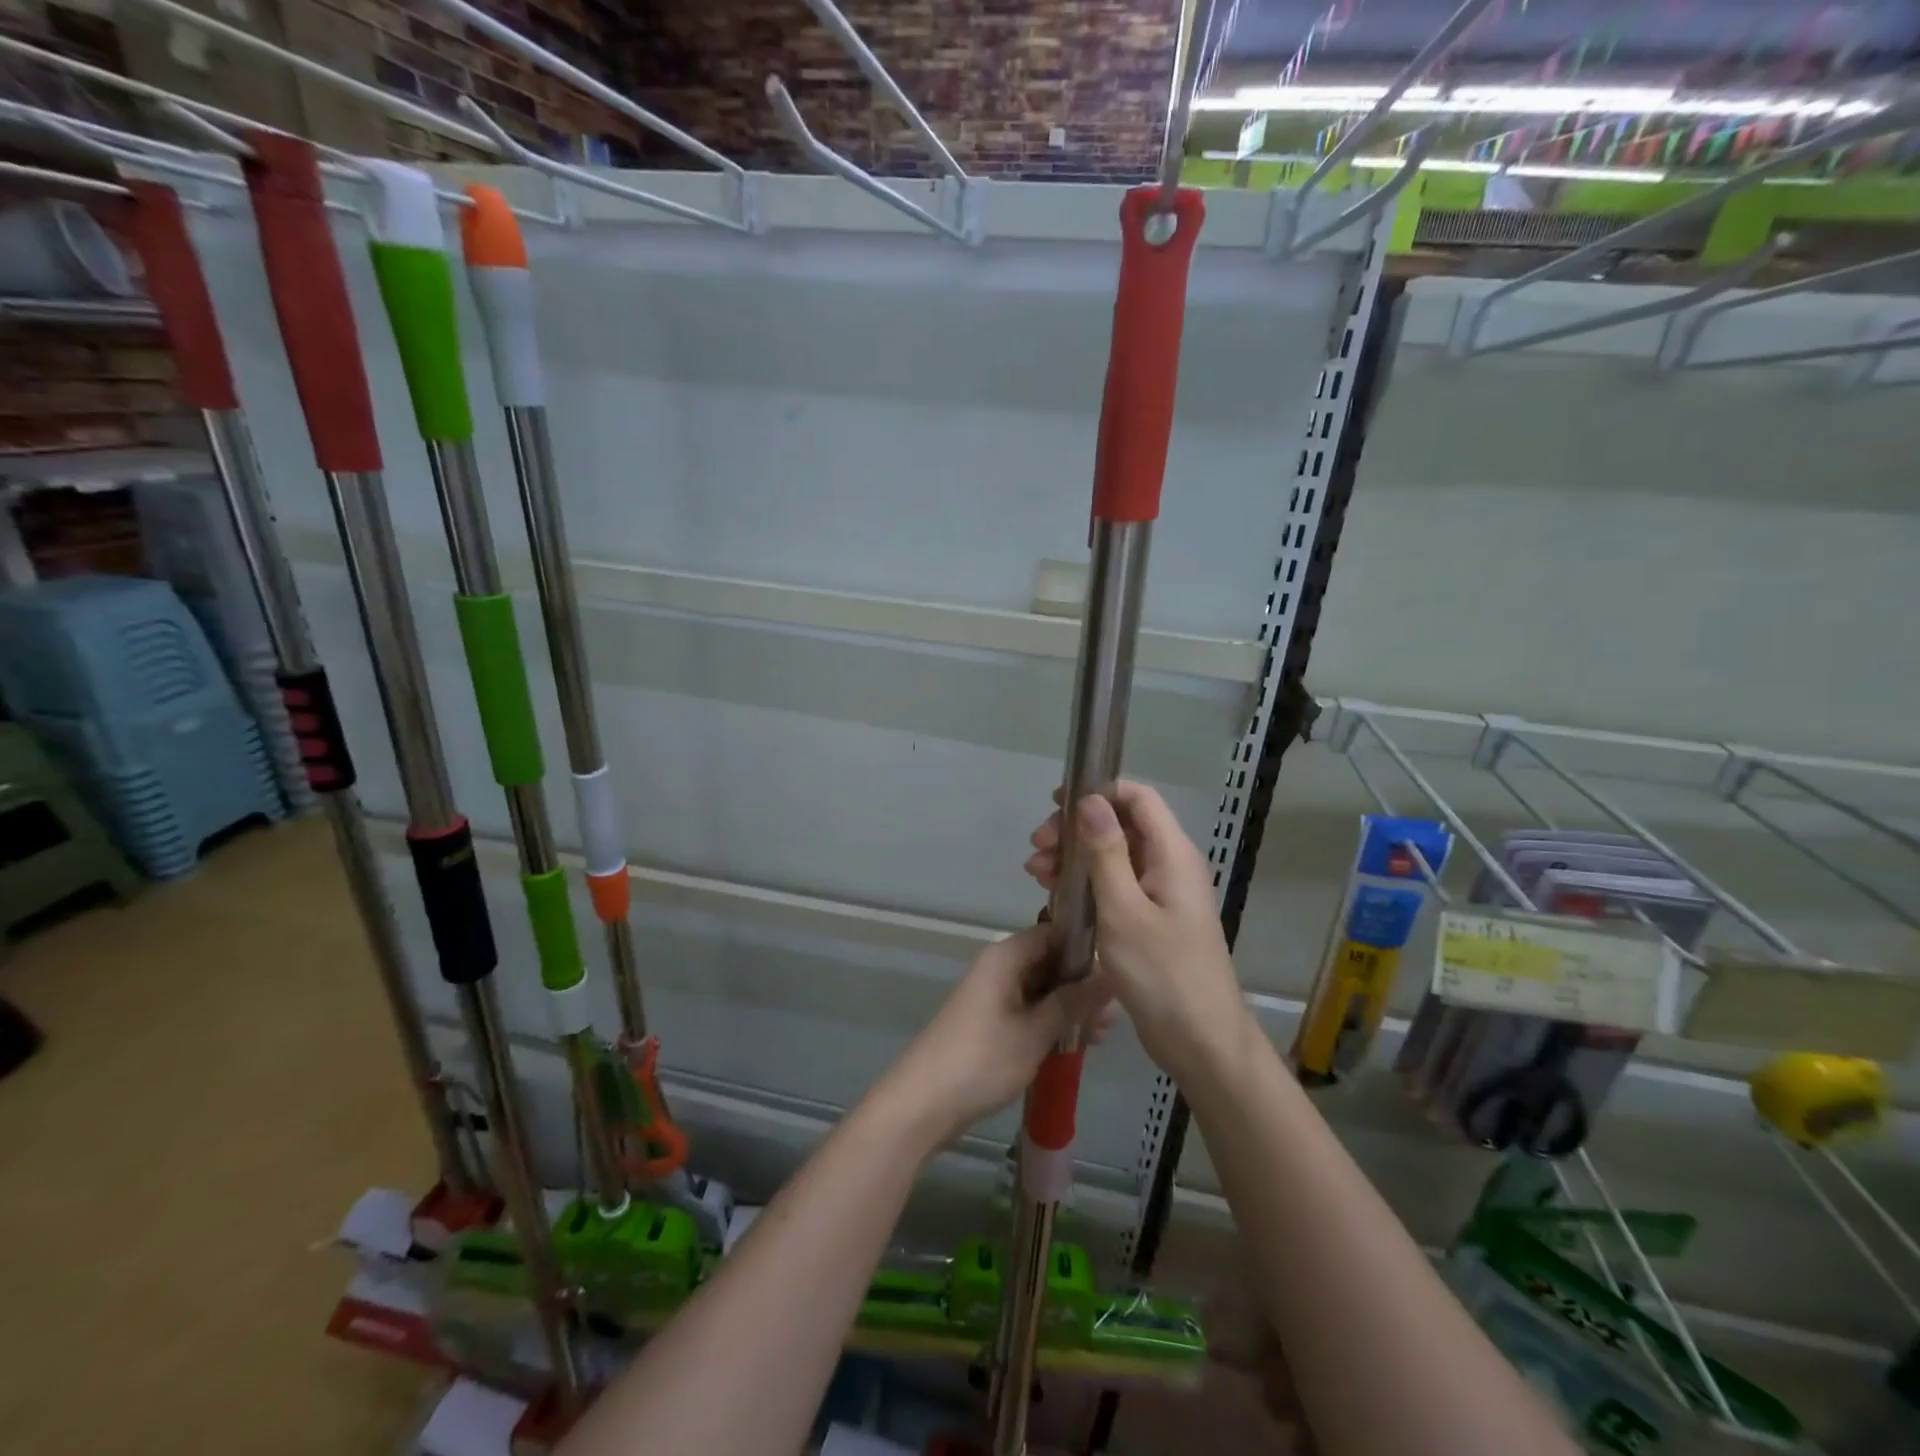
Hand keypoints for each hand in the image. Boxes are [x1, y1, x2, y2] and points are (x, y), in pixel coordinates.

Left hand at [885, 925, 1113, 1146]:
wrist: (923, 1103)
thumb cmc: (982, 1060)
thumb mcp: (1036, 1032)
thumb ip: (1073, 1002)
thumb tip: (1110, 975)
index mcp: (1005, 957)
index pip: (1053, 933)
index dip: (1084, 948)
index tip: (1116, 972)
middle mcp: (999, 967)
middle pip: (1049, 962)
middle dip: (1081, 985)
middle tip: (1113, 1016)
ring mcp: (992, 995)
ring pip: (1041, 989)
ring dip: (1069, 1008)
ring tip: (1101, 1035)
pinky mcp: (990, 1022)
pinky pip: (1029, 1010)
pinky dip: (1051, 1023)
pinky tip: (1076, 1044)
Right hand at [1025, 782, 1251, 1085]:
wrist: (1201, 1043)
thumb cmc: (1163, 974)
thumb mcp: (1124, 911)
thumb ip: (1107, 853)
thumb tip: (1090, 801)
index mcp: (1172, 855)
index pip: (1138, 799)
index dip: (1099, 791)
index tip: (1056, 803)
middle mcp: (1169, 866)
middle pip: (1121, 826)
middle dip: (1077, 829)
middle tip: (1037, 847)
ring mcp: (1161, 895)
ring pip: (1114, 857)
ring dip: (1075, 858)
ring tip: (1036, 873)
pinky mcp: (1151, 921)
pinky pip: (1116, 886)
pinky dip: (1085, 884)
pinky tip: (1056, 896)